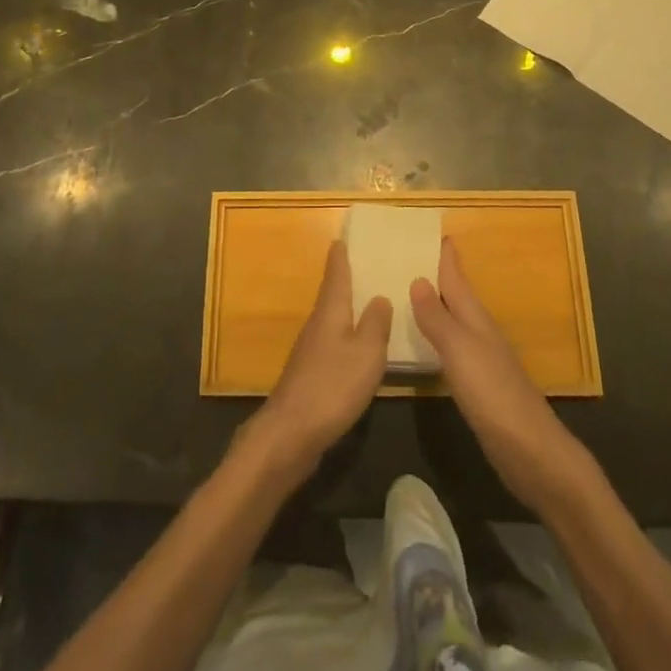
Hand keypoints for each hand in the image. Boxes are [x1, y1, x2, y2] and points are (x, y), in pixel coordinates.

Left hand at [246, 239, 391, 482]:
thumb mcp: (367, 353)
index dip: (340, 256)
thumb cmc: (332, 386)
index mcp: (330, 312)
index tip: (342, 237)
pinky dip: (345, 337)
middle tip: (364, 265)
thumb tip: (379, 296)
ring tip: (367, 302)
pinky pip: (331, 344)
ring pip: (332, 320)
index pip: (335, 275)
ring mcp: (310, 351)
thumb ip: (376, 323)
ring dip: (346, 309)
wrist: (291, 434)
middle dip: (345, 280)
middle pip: (332, 295)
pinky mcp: (310, 376)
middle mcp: (317, 325)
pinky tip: (357, 348)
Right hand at [410, 239, 582, 511]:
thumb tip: (417, 279)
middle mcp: (479, 332)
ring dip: (435, 305)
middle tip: (408, 257)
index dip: (446, 256)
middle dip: (437, 275)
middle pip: (456, 296)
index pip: (457, 277)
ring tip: (408, 293)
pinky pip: (452, 348)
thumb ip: (437, 318)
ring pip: (454, 321)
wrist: (530, 452)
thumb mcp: (460, 351)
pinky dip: (437, 337)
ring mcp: (481, 359)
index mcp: (475, 318)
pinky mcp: (479, 386)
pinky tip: (425, 344)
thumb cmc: (493, 394)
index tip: (431, 231)